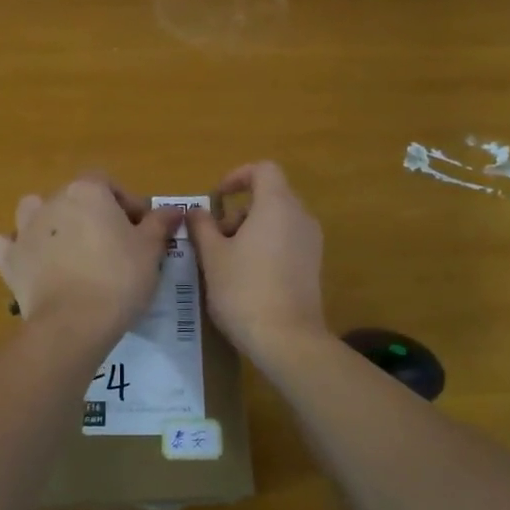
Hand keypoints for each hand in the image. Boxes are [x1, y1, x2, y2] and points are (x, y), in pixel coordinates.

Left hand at [0, 175, 185, 340]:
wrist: (74, 322)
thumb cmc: (119, 278)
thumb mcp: (150, 250)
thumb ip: (160, 224)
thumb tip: (175, 209)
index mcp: (87, 191)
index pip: (109, 184)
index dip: (126, 205)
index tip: (141, 230)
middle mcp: (52, 201)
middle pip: (74, 199)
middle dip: (92, 216)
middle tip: (113, 246)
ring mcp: (25, 229)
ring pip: (34, 212)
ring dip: (49, 224)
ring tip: (69, 250)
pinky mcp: (9, 260)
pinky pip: (6, 245)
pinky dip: (15, 250)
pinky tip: (29, 263)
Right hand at [188, 161, 327, 363]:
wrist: (287, 340)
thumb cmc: (244, 290)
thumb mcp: (212, 256)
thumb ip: (202, 227)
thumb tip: (196, 211)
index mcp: (277, 205)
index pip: (263, 170)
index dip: (237, 176)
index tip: (216, 198)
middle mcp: (301, 217)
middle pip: (269, 196)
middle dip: (238, 211)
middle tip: (214, 239)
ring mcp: (311, 243)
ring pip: (277, 221)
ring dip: (250, 230)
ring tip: (226, 261)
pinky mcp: (314, 266)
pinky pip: (287, 241)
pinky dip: (265, 246)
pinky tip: (246, 277)